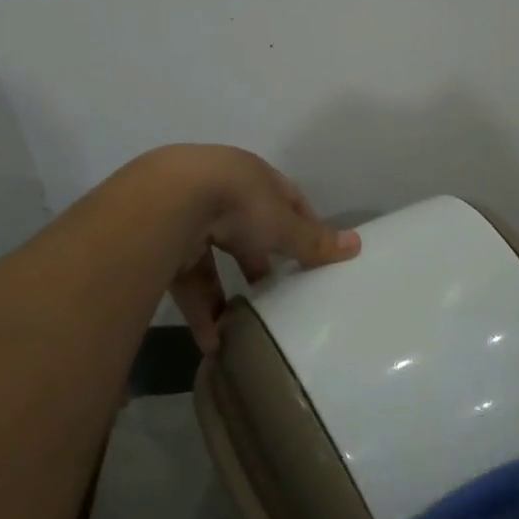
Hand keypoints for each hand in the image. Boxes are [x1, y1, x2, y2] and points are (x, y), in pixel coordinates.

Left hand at [145, 145, 360, 353]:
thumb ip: (314, 240)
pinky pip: (186, 281)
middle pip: (246, 229)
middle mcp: (219, 190)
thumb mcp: (283, 224)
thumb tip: (358, 245)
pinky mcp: (160, 244)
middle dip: (260, 261)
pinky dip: (201, 310)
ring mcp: (185, 216)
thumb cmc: (238, 202)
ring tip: (245, 325)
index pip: (284, 197)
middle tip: (278, 290)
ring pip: (212, 258)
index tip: (313, 252)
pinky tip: (214, 342)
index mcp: (252, 176)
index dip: (301, 223)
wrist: (165, 202)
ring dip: (227, 293)